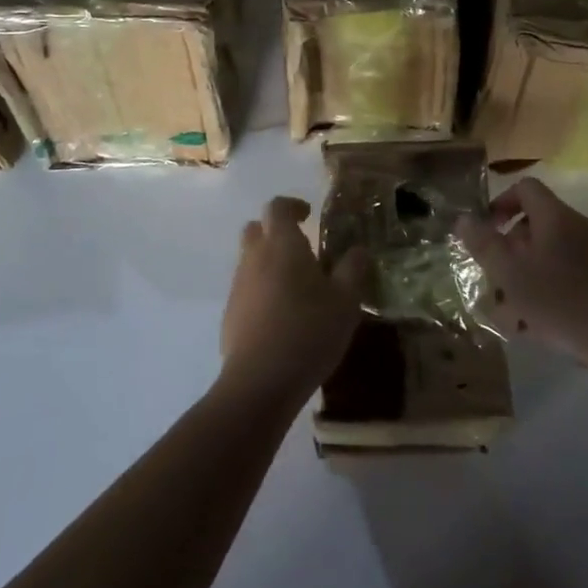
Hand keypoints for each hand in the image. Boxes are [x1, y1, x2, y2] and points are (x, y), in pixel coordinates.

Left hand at [220, 197, 366, 405]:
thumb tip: (358, 250)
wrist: (260, 382)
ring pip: (249, 261)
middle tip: (301, 248)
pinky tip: (282, 316)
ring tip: (297, 286)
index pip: (277, 207)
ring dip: (269, 263)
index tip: (309, 215)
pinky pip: (246, 290)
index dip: (292, 205)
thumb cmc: (309, 331)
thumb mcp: (346, 300)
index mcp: (282, 245)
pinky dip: (261, 291)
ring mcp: (237, 287)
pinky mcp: (229, 315)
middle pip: (256, 229)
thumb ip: (353, 269)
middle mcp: (254, 258)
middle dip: (275, 232)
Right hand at [458, 177, 587, 373]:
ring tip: (509, 313)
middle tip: (493, 279)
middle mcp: (576, 227)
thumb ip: (484, 244)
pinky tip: (535, 326)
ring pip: (547, 255)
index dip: (500, 203)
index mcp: (555, 216)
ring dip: (523, 277)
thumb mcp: (511, 273)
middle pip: (534, 224)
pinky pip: (565, 275)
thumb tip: (463, 218)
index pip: (524, 188)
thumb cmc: (562, 300)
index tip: (485, 232)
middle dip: (508, 251)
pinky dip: (545, 291)